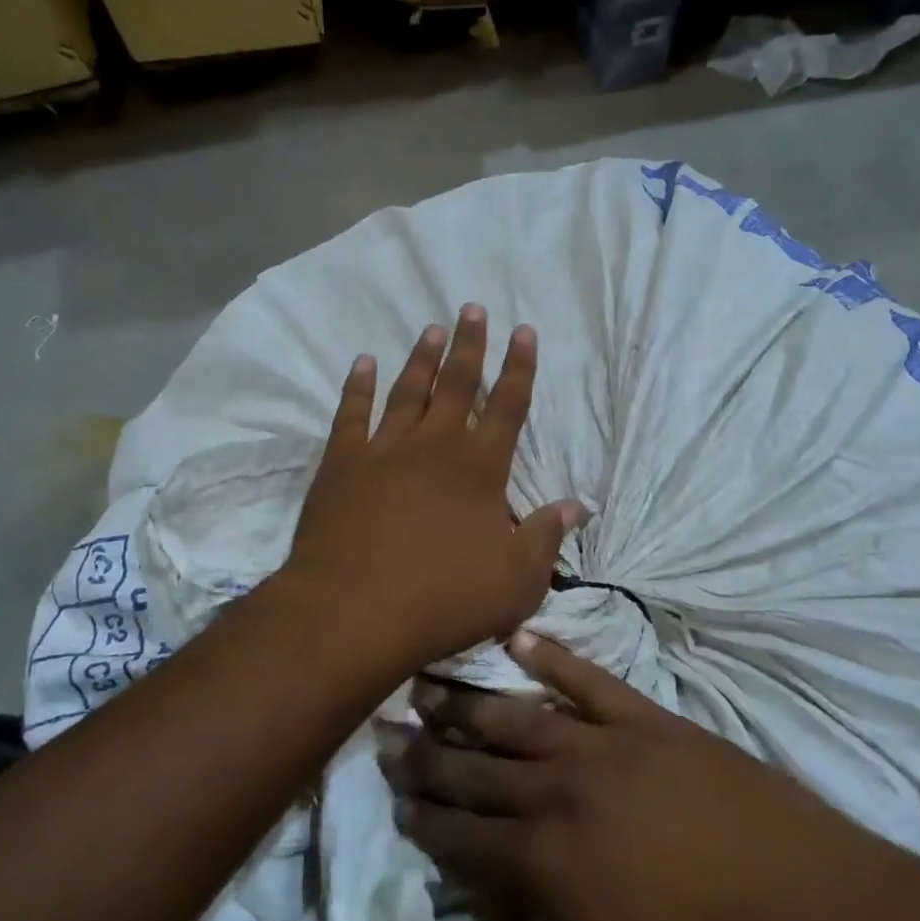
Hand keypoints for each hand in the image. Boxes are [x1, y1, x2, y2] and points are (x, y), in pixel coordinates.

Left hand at [280, 305, 582, 677]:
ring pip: (408, 390)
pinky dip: (357, 386)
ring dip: (422, 358)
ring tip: (432, 328)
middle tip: (472, 308)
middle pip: (457, 383)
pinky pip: (351, 413)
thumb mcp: (516, 581)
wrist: (354, 612)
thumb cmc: (444, 599)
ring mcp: (384, 450)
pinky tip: (363, 363)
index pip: (508, 405)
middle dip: (470, 344)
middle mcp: (435, 445)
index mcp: (480, 468)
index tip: (523, 331)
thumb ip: (546, 538)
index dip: (519, 366)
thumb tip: (577, 506)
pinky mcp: (342, 464)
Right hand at [384, 635, 919, 920]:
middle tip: (387, 729)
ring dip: (469, 700)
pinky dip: (552, 656)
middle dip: (428, 752)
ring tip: (428, 680)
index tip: (394, 797)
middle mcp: (562, 791)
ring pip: (519, 715)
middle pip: (478, 766)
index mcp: (546, 866)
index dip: (424, 818)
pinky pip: (590, 679)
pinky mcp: (653, 721)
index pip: (463, 836)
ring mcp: (609, 746)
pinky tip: (520, 638)